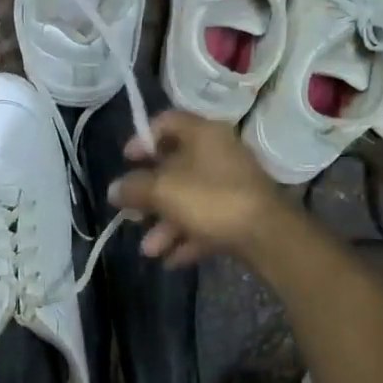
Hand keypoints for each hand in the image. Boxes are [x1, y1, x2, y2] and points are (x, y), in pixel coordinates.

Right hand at [107, 110, 289, 266]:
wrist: (268, 236)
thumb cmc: (211, 199)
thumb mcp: (163, 191)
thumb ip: (134, 188)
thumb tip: (113, 189)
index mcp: (203, 134)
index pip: (167, 122)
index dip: (142, 139)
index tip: (126, 161)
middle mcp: (219, 154)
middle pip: (175, 167)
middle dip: (150, 196)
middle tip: (132, 213)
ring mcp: (232, 184)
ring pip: (189, 199)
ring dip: (166, 225)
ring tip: (150, 250)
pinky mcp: (241, 213)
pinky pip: (207, 221)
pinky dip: (188, 237)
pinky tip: (171, 260)